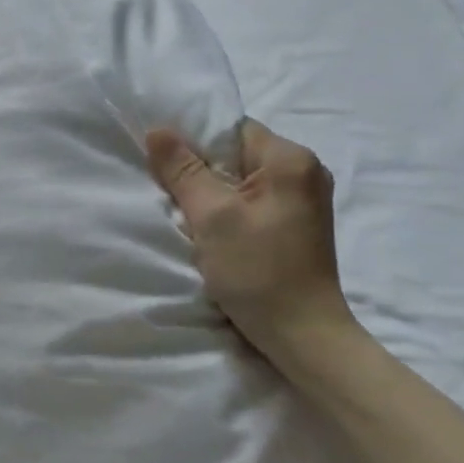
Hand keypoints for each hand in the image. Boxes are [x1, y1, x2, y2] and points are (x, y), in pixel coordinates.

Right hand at [146, 120, 355, 364]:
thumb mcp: (211, 216)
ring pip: (242, 180)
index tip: (166, 165)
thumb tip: (158, 130)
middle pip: (237, 154)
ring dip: (213, 193)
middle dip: (202, 171)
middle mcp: (305, 171)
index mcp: (291, 159)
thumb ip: (183, 171)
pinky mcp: (298, 224)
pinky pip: (254, 201)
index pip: (232, 130)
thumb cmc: (256, 270)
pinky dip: (229, 210)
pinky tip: (213, 232)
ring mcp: (305, 200)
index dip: (195, 143)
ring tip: (191, 215)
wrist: (302, 332)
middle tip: (172, 193)